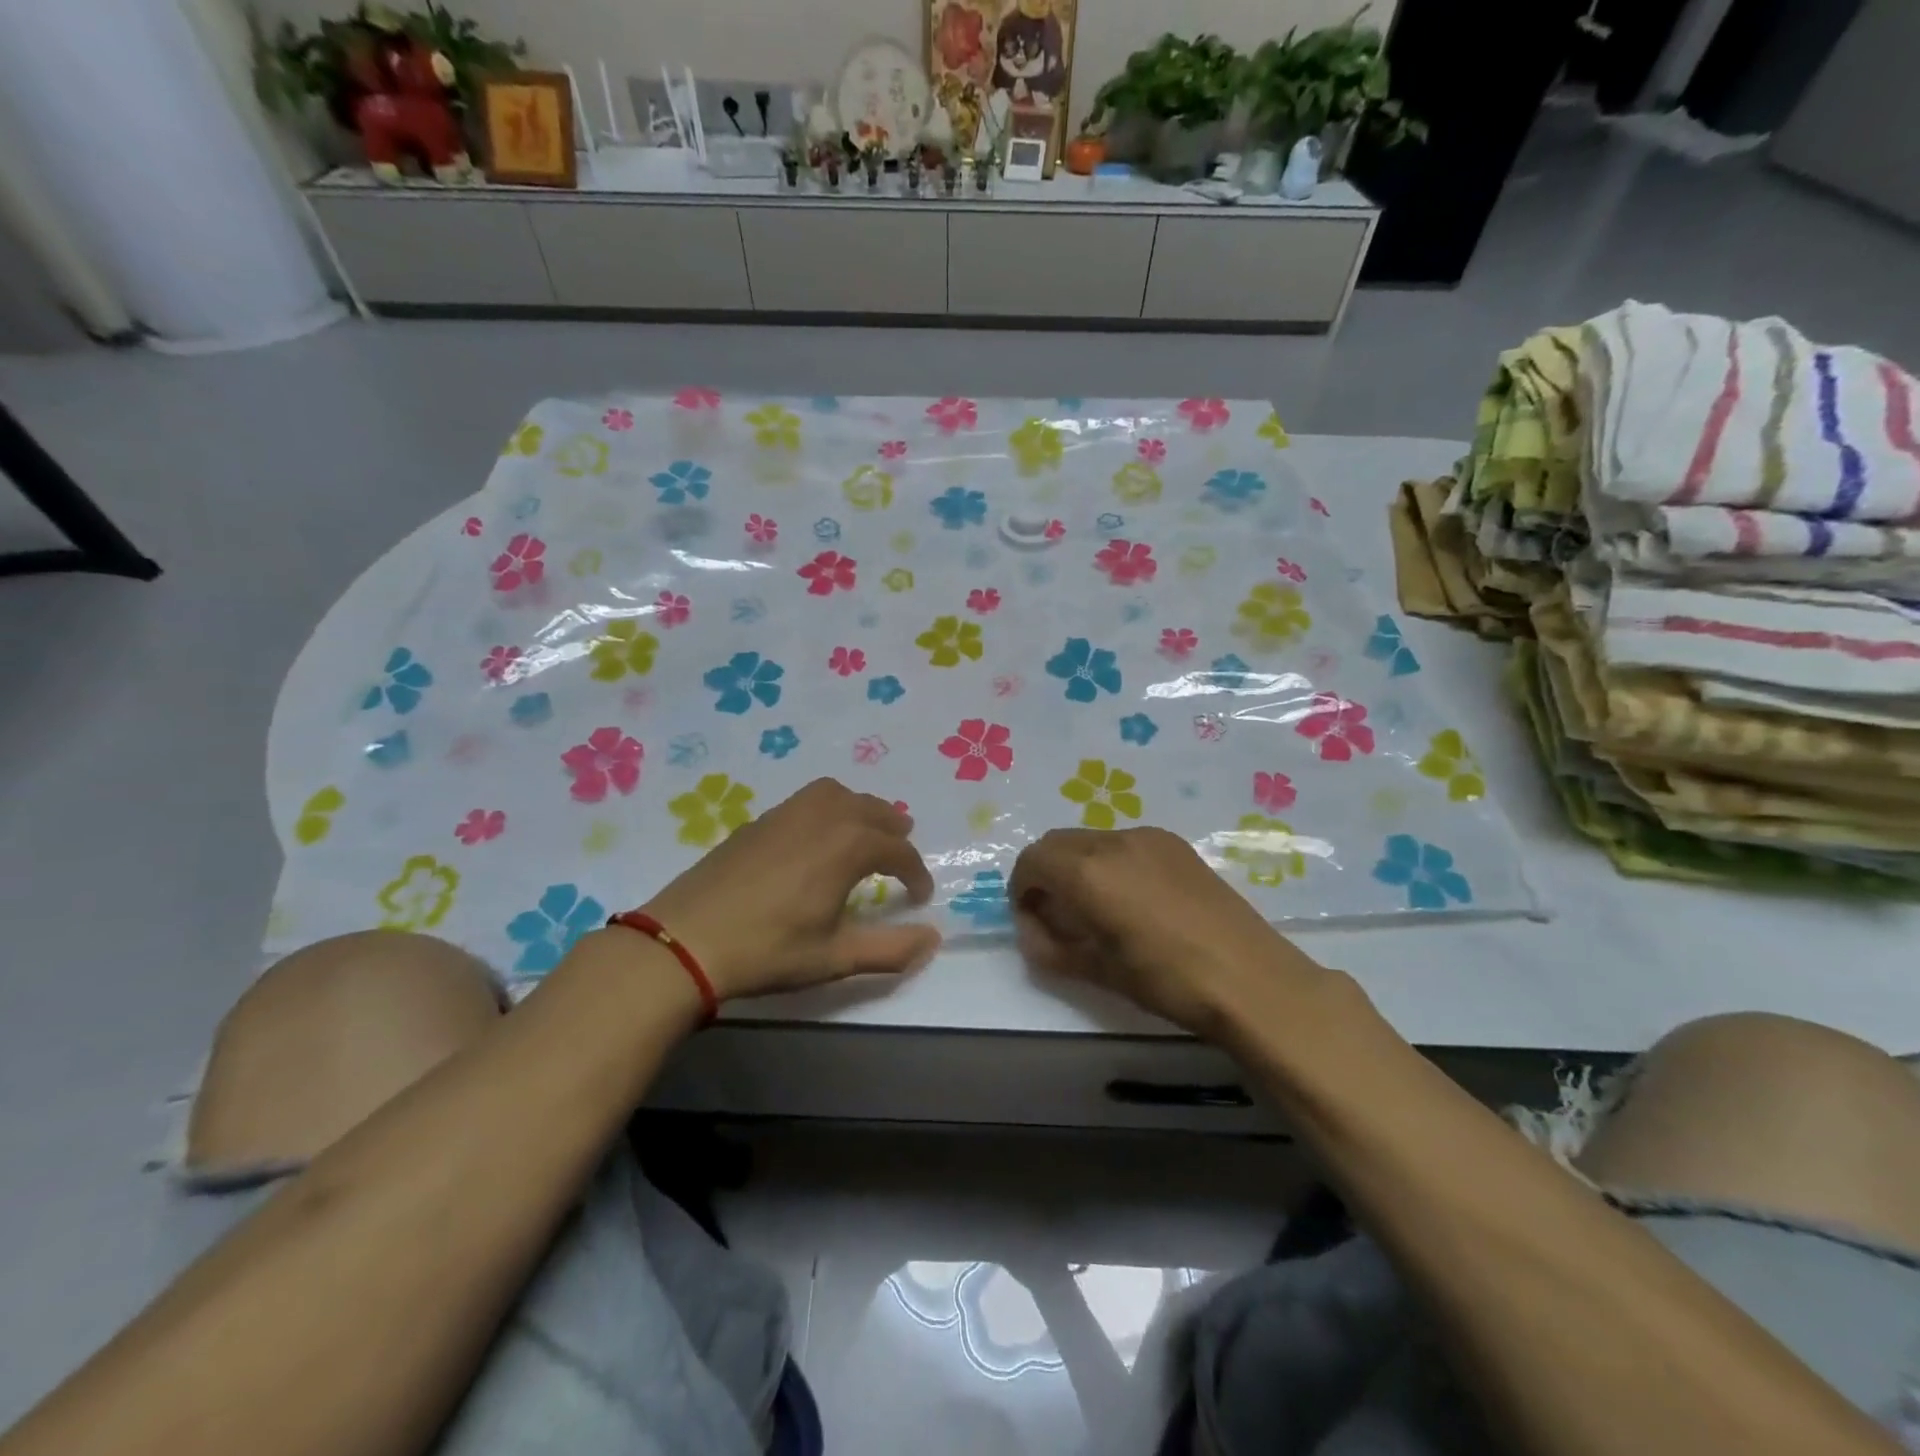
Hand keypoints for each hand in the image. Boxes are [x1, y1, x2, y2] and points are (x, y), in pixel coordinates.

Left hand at [639, 778, 940, 1001]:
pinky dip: (829, 807)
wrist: (685, 939)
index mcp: (848, 846)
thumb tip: (932, 940)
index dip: (916, 873)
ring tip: (866, 831)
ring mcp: (787, 813)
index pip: (898, 850)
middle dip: (894, 829)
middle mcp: (823, 817)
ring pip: (838, 794)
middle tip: (902, 852)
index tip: (920, 897)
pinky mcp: (759, 820)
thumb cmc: (767, 950)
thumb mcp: (834, 958)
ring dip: (861, 809)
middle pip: (873, 810)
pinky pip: (808, 799)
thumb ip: (890, 950)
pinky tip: (817, 836)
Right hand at [1008, 827, 1328, 1036]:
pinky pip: (1124, 843)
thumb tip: (1032, 930)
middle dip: (1046, 873)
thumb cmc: (1166, 980)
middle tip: (1058, 915)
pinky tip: (1134, 899)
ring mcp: (1148, 837)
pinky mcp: (1176, 844)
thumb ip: (1050, 947)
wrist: (1251, 978)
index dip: (1022, 890)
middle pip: (1057, 842)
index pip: (1031, 860)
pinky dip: (1109, 862)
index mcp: (1088, 870)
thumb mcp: (1097, 970)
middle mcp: (1113, 840)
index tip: (1033, 921)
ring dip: (1078, 865)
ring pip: (1091, 839)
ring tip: (1098, 908)